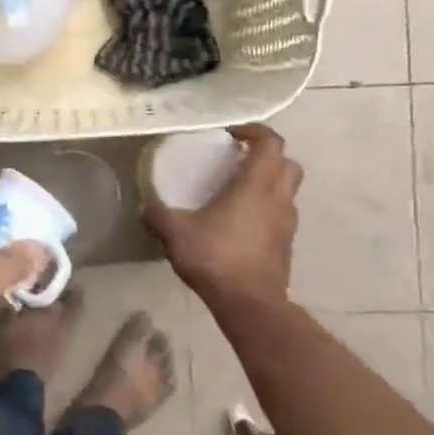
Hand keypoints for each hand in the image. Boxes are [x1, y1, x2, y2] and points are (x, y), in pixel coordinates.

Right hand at [144, 123, 301, 303]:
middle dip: (266, 155)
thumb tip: (145, 207)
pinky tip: (240, 223)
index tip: (230, 135)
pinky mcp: (286, 245)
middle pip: (287, 162)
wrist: (250, 303)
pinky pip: (281, 214)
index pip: (270, 142)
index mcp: (256, 185)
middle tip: (238, 160)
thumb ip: (157, 215)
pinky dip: (266, 209)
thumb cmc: (216, 258)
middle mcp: (278, 198)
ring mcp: (287, 222)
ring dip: (268, 182)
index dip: (253, 131)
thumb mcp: (175, 233)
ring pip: (287, 189)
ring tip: (238, 191)